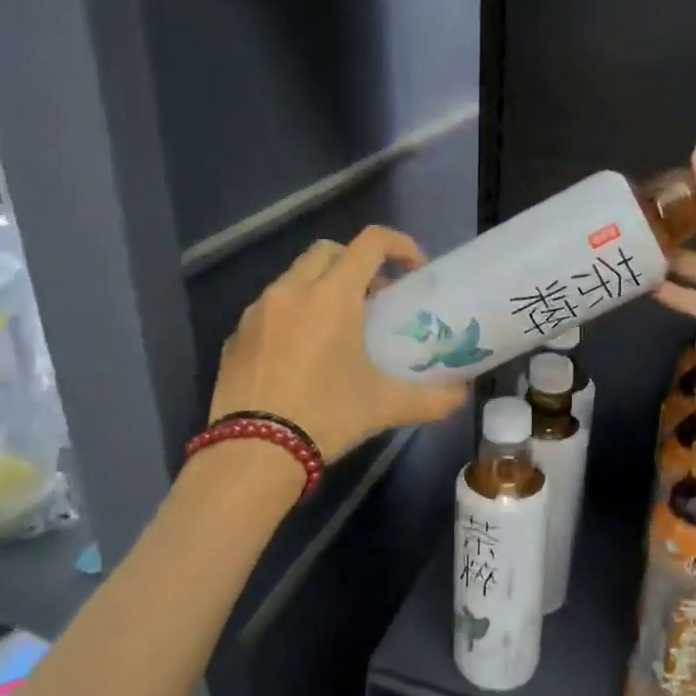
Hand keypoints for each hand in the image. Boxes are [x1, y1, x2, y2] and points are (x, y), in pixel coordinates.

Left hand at [210, 226, 468, 463]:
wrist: (253, 453)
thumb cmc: (326, 417)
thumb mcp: (385, 406)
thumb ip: (431, 398)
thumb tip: (461, 397)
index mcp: (332, 296)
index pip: (370, 243)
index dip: (399, 244)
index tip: (413, 269)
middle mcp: (291, 291)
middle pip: (328, 251)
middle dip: (356, 263)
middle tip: (374, 298)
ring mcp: (257, 312)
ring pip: (294, 278)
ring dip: (320, 288)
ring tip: (336, 329)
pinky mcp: (235, 336)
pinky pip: (269, 310)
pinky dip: (291, 315)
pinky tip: (299, 355)